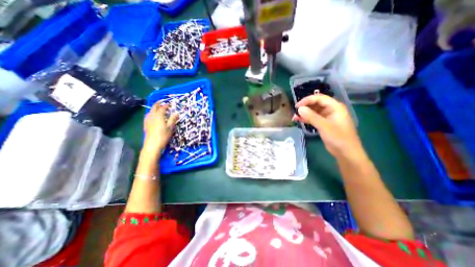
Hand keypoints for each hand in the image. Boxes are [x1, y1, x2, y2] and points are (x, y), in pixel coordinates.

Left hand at [141, 104, 178, 158]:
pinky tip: (151, 116)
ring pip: (150, 112)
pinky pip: (147, 116)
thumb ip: (173, 119)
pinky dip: (150, 113)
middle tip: (160, 102)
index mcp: (159, 116)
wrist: (152, 144)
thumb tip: (176, 113)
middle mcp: (152, 116)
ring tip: (156, 108)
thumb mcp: (170, 127)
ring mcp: (148, 121)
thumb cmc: (163, 135)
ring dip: (153, 108)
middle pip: (154, 108)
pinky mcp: (146, 125)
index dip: (166, 105)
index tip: (169, 104)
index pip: (162, 108)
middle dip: (157, 104)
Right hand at [293, 93, 364, 158]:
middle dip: (305, 107)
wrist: (346, 153)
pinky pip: (314, 118)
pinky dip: (307, 119)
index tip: (297, 106)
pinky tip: (299, 120)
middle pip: (316, 103)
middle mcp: (331, 110)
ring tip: (295, 117)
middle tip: (295, 111)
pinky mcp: (324, 124)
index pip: (319, 98)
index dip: (307, 100)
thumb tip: (299, 109)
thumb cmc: (338, 138)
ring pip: (314, 111)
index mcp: (335, 107)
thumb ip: (311, 117)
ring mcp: (327, 117)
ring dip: (305, 113)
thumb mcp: (324, 126)